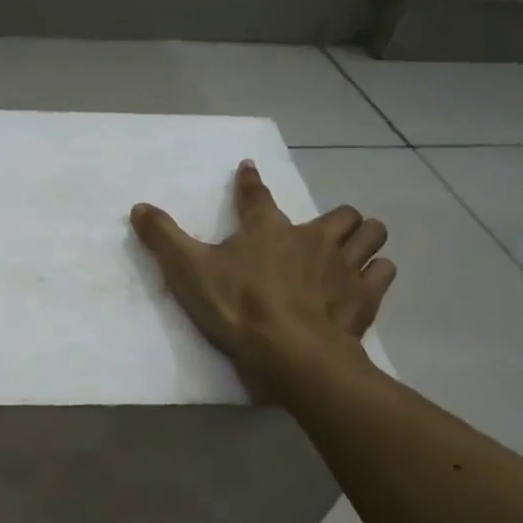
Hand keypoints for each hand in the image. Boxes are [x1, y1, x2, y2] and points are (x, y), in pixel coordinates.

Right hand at [131, 160, 395, 396]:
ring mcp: (345, 266)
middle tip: (320, 231)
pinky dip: (377, 272)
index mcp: (267, 228)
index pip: (256, 195)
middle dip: (334, 218)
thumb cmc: (237, 307)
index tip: (249, 169)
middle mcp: (312, 238)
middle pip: (340, 214)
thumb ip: (163, 237)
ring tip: (353, 248)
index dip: (250, 181)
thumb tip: (138, 207)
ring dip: (364, 237)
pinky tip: (366, 281)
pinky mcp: (365, 297)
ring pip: (371, 235)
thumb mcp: (188, 271)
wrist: (291, 353)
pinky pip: (383, 272)